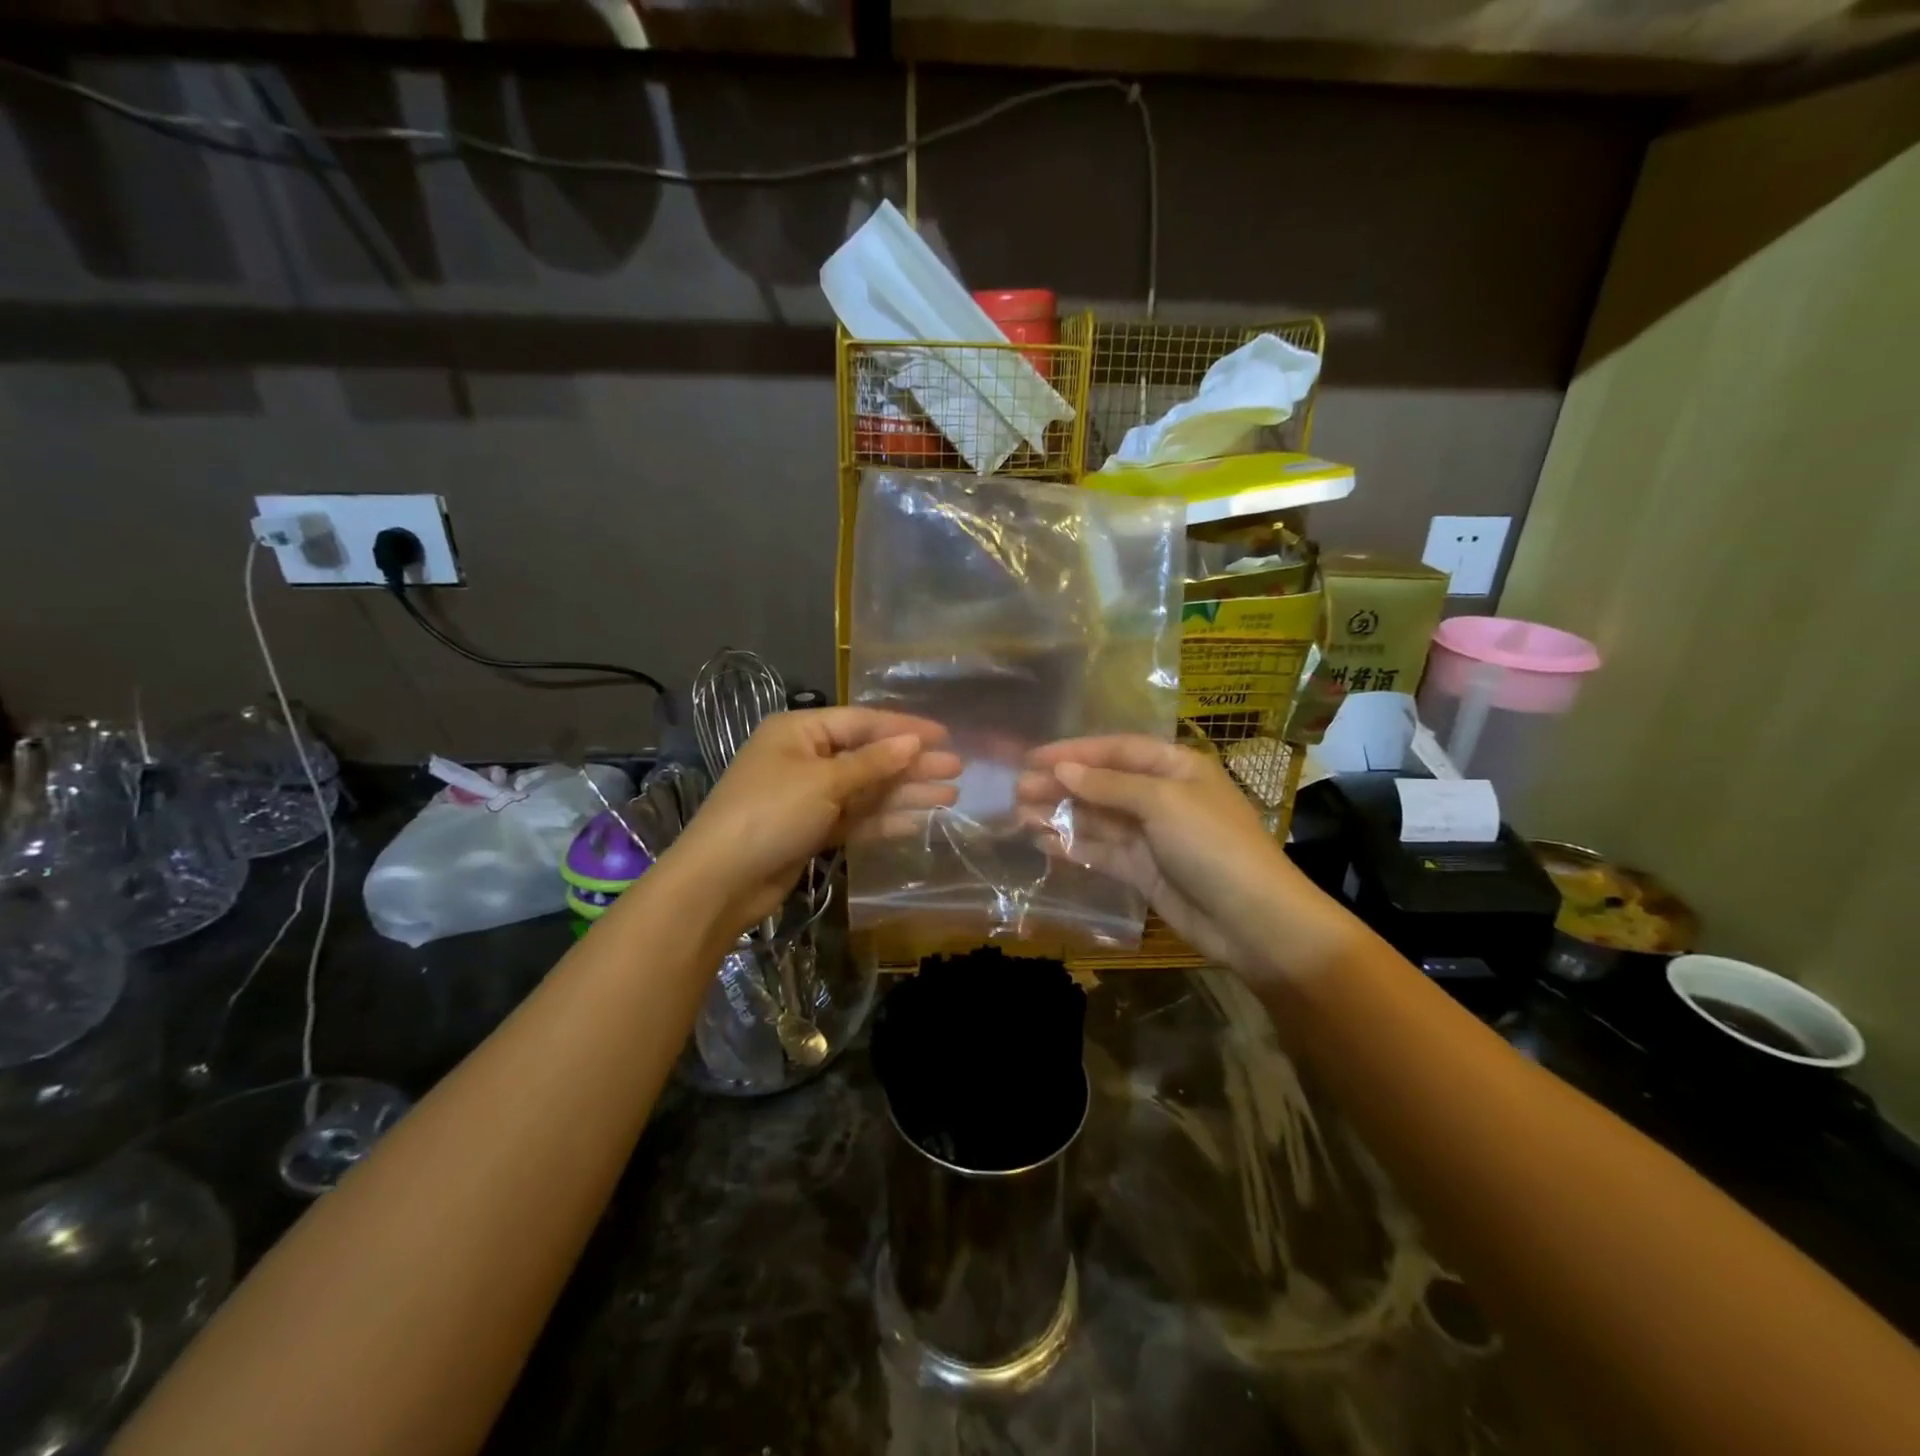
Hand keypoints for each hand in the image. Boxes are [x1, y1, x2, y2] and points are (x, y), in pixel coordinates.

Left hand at [668, 707, 958, 931]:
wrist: (721, 881)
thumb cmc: (770, 814)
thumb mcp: (824, 782)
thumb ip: (873, 763)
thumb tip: (914, 742)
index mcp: (800, 731)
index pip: (862, 722)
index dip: (905, 729)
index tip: (944, 735)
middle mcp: (805, 758)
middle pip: (869, 757)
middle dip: (912, 764)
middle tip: (956, 769)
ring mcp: (809, 796)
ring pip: (866, 790)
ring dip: (905, 793)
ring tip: (950, 796)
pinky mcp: (812, 830)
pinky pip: (856, 818)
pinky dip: (885, 820)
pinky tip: (919, 821)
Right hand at [1018, 736, 1351, 982]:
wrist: (1253, 921)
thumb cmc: (1213, 846)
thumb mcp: (1163, 803)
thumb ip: (1109, 785)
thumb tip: (1062, 770)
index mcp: (1176, 767)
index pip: (1117, 750)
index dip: (1075, 752)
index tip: (1033, 758)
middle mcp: (1161, 796)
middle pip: (1102, 784)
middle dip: (1062, 785)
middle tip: (1018, 790)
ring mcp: (1151, 836)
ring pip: (1097, 819)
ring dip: (1061, 815)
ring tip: (1020, 815)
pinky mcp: (1142, 871)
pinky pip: (1101, 851)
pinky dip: (1073, 845)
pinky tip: (1043, 842)